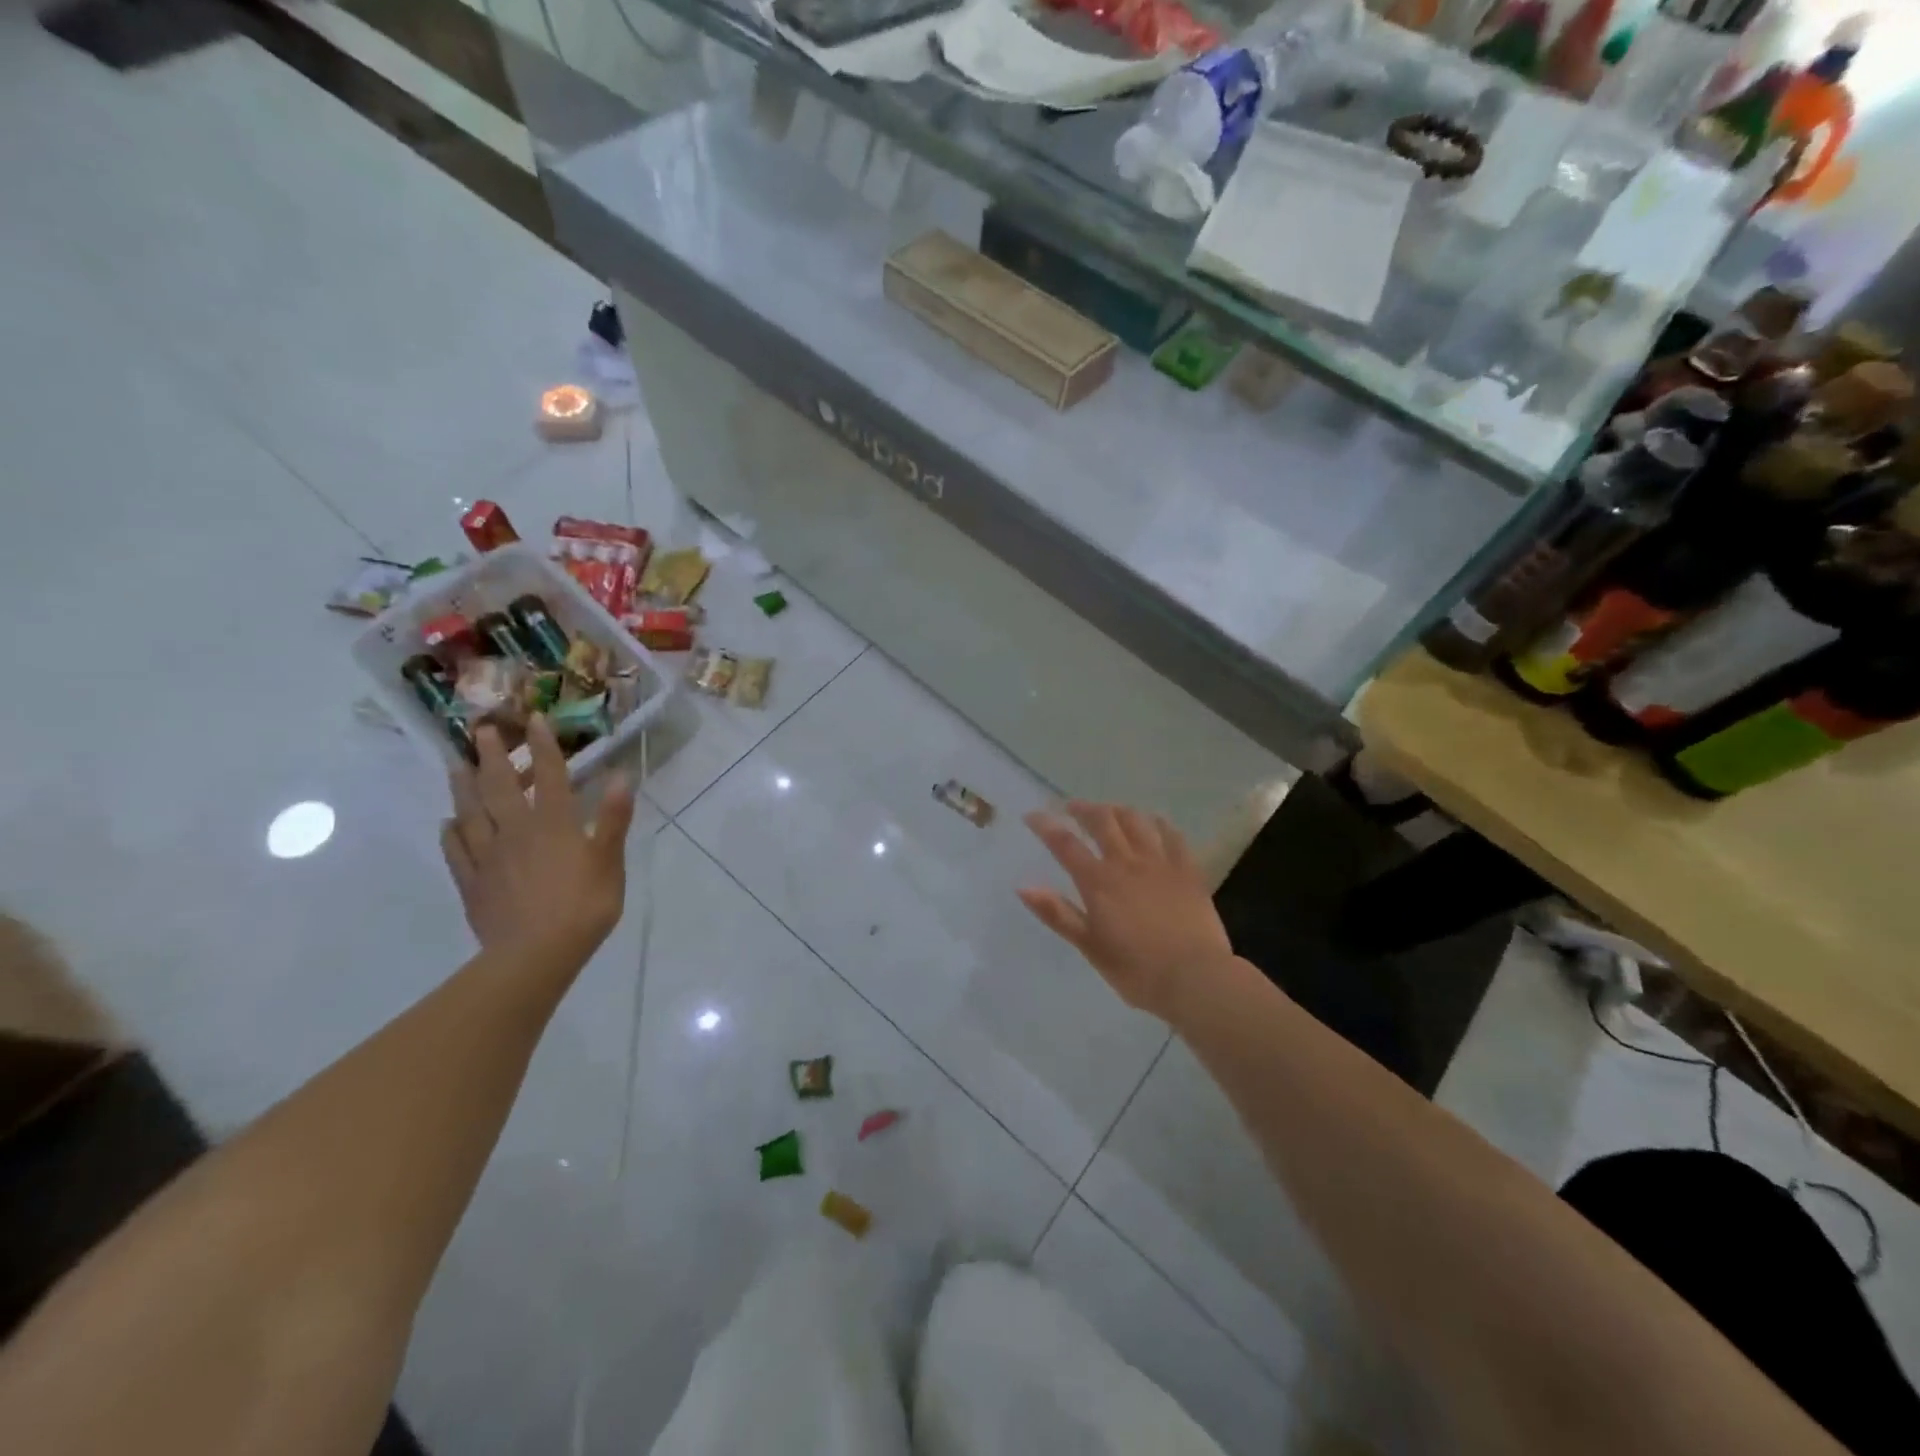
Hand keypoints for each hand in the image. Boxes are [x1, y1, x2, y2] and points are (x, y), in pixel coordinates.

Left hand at [441, 717, 635, 966]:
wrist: (535, 955)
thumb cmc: (583, 906)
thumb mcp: (609, 861)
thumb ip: (613, 818)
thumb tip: (621, 776)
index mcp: (553, 824)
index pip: (549, 775)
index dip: (543, 745)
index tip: (534, 718)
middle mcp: (516, 831)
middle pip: (500, 786)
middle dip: (493, 756)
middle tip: (482, 730)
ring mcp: (489, 856)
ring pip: (471, 813)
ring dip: (464, 786)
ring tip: (457, 766)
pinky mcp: (473, 882)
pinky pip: (456, 850)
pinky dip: (451, 833)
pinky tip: (448, 824)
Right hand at [1019, 802, 1235, 1022]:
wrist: (1195, 978)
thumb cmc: (1136, 970)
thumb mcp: (1090, 946)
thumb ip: (1058, 914)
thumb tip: (1023, 887)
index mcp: (1098, 882)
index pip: (1065, 844)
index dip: (1046, 826)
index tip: (1033, 815)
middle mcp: (1127, 862)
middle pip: (1102, 821)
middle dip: (1083, 809)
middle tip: (1072, 807)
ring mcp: (1160, 862)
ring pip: (1136, 821)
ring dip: (1118, 810)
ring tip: (1109, 811)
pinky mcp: (1188, 869)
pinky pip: (1172, 835)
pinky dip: (1159, 823)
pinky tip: (1154, 821)